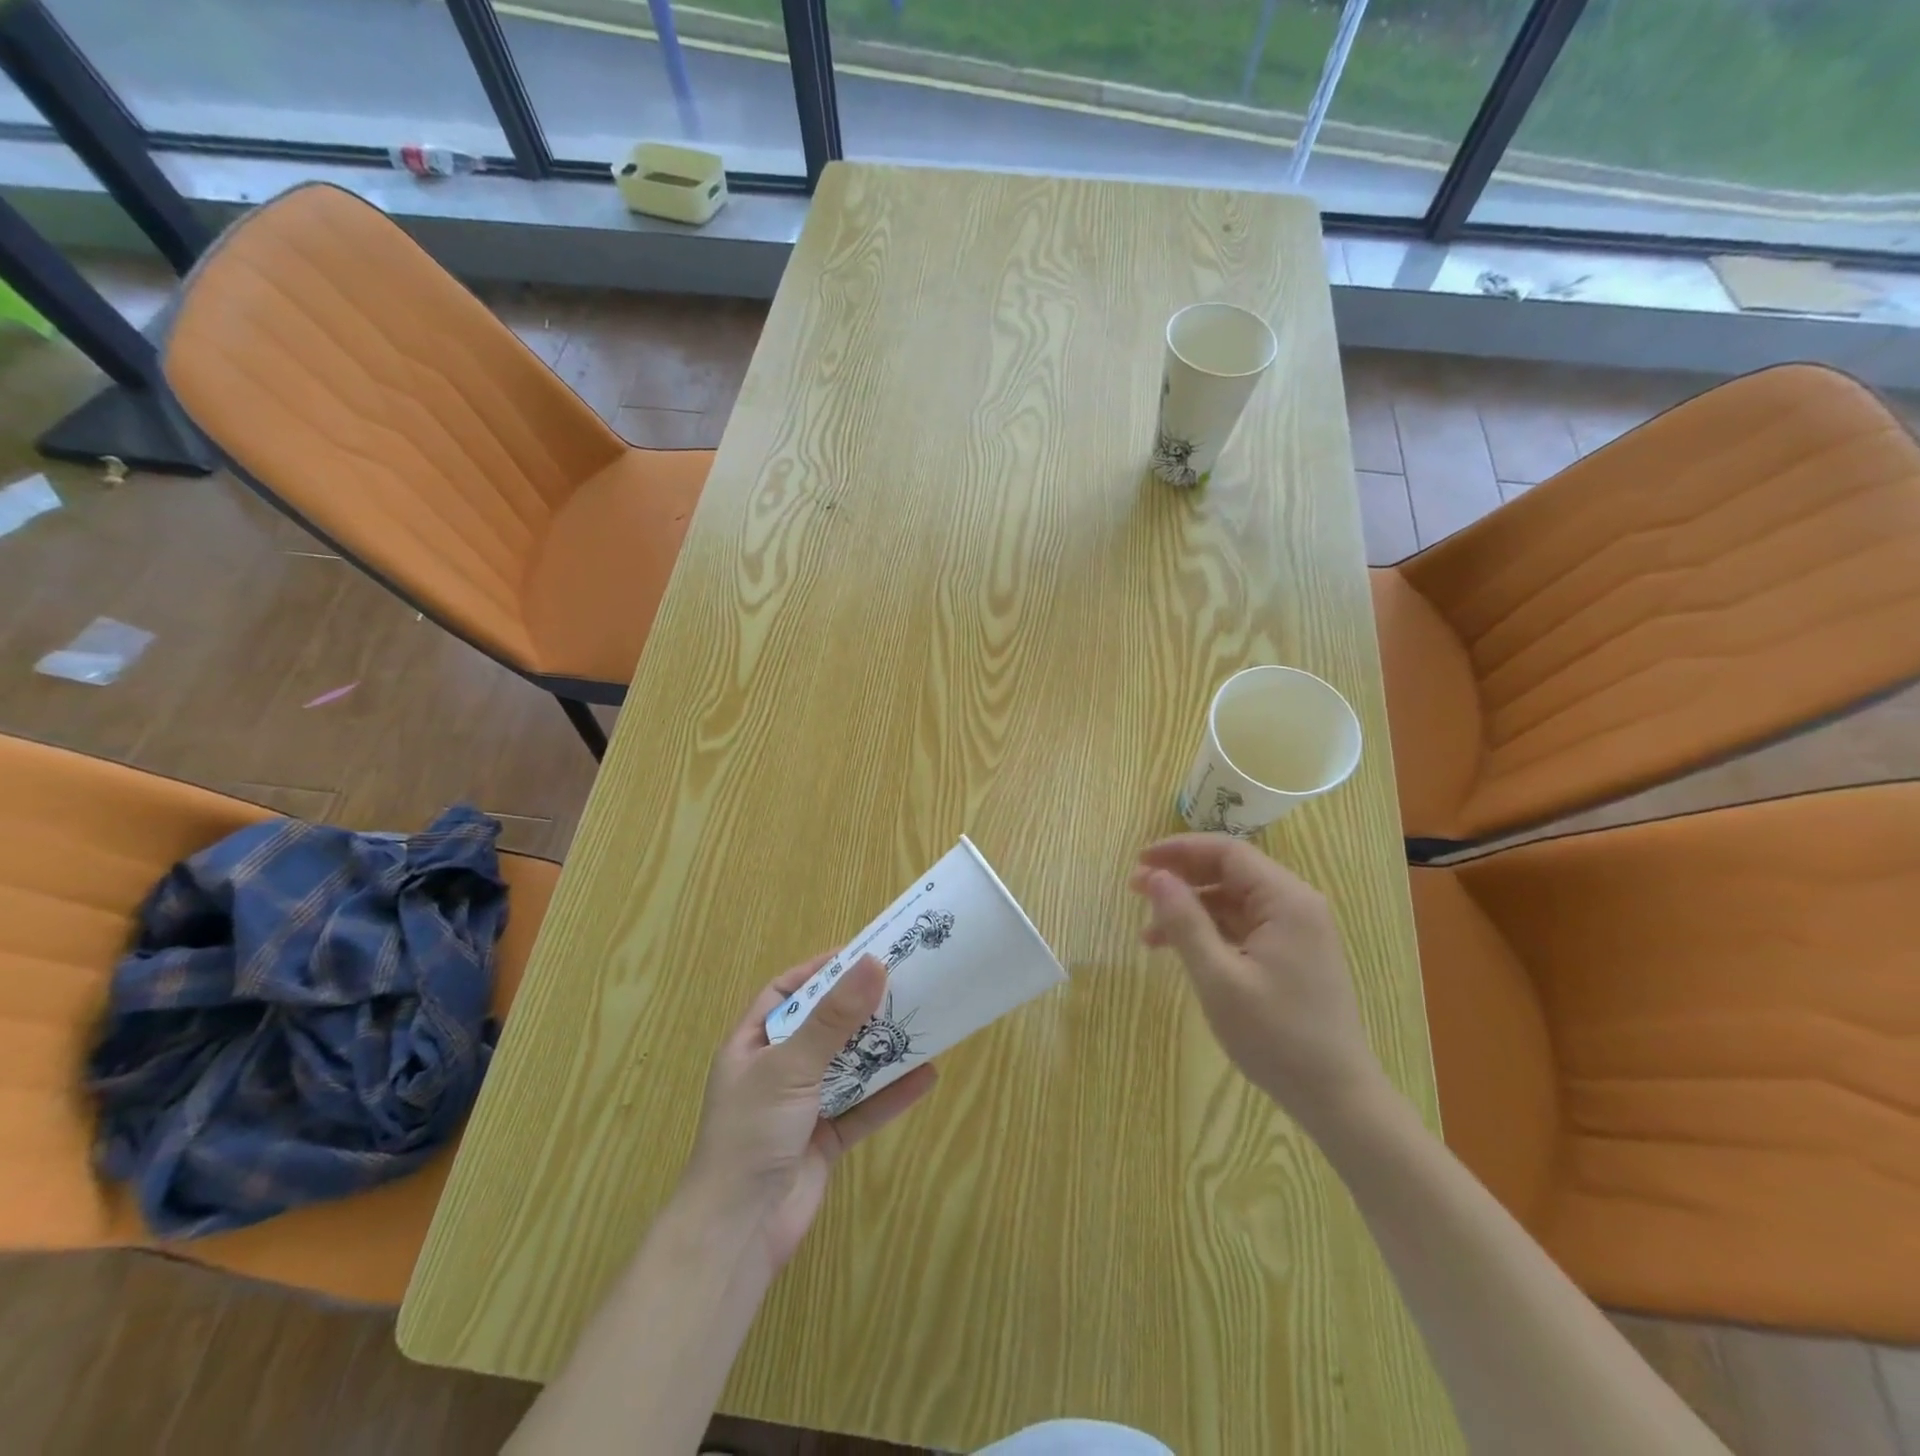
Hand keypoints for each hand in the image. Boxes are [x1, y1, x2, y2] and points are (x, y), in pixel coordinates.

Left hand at [682, 952, 935, 1273]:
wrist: (737, 1235)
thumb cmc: (752, 1134)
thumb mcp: (791, 1066)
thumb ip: (834, 1018)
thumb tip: (874, 964)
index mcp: (751, 1045)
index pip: (785, 992)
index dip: (819, 971)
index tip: (861, 955)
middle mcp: (776, 1071)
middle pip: (823, 1027)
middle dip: (859, 1008)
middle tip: (902, 983)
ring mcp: (801, 1107)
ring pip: (847, 1066)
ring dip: (880, 1048)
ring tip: (919, 1021)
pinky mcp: (825, 1140)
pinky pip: (863, 1108)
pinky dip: (891, 1094)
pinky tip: (926, 1075)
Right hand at [1128, 834, 1383, 1123]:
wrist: (1336, 1098)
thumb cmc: (1275, 1036)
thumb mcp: (1218, 978)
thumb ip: (1185, 922)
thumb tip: (1155, 877)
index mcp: (1286, 900)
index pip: (1227, 852)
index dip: (1179, 850)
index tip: (1139, 862)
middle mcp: (1296, 905)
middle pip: (1230, 872)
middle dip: (1181, 878)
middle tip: (1135, 891)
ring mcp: (1296, 930)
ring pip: (1233, 900)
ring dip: (1191, 908)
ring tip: (1148, 932)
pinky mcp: (1291, 954)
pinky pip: (1243, 925)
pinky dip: (1209, 930)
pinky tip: (1180, 949)